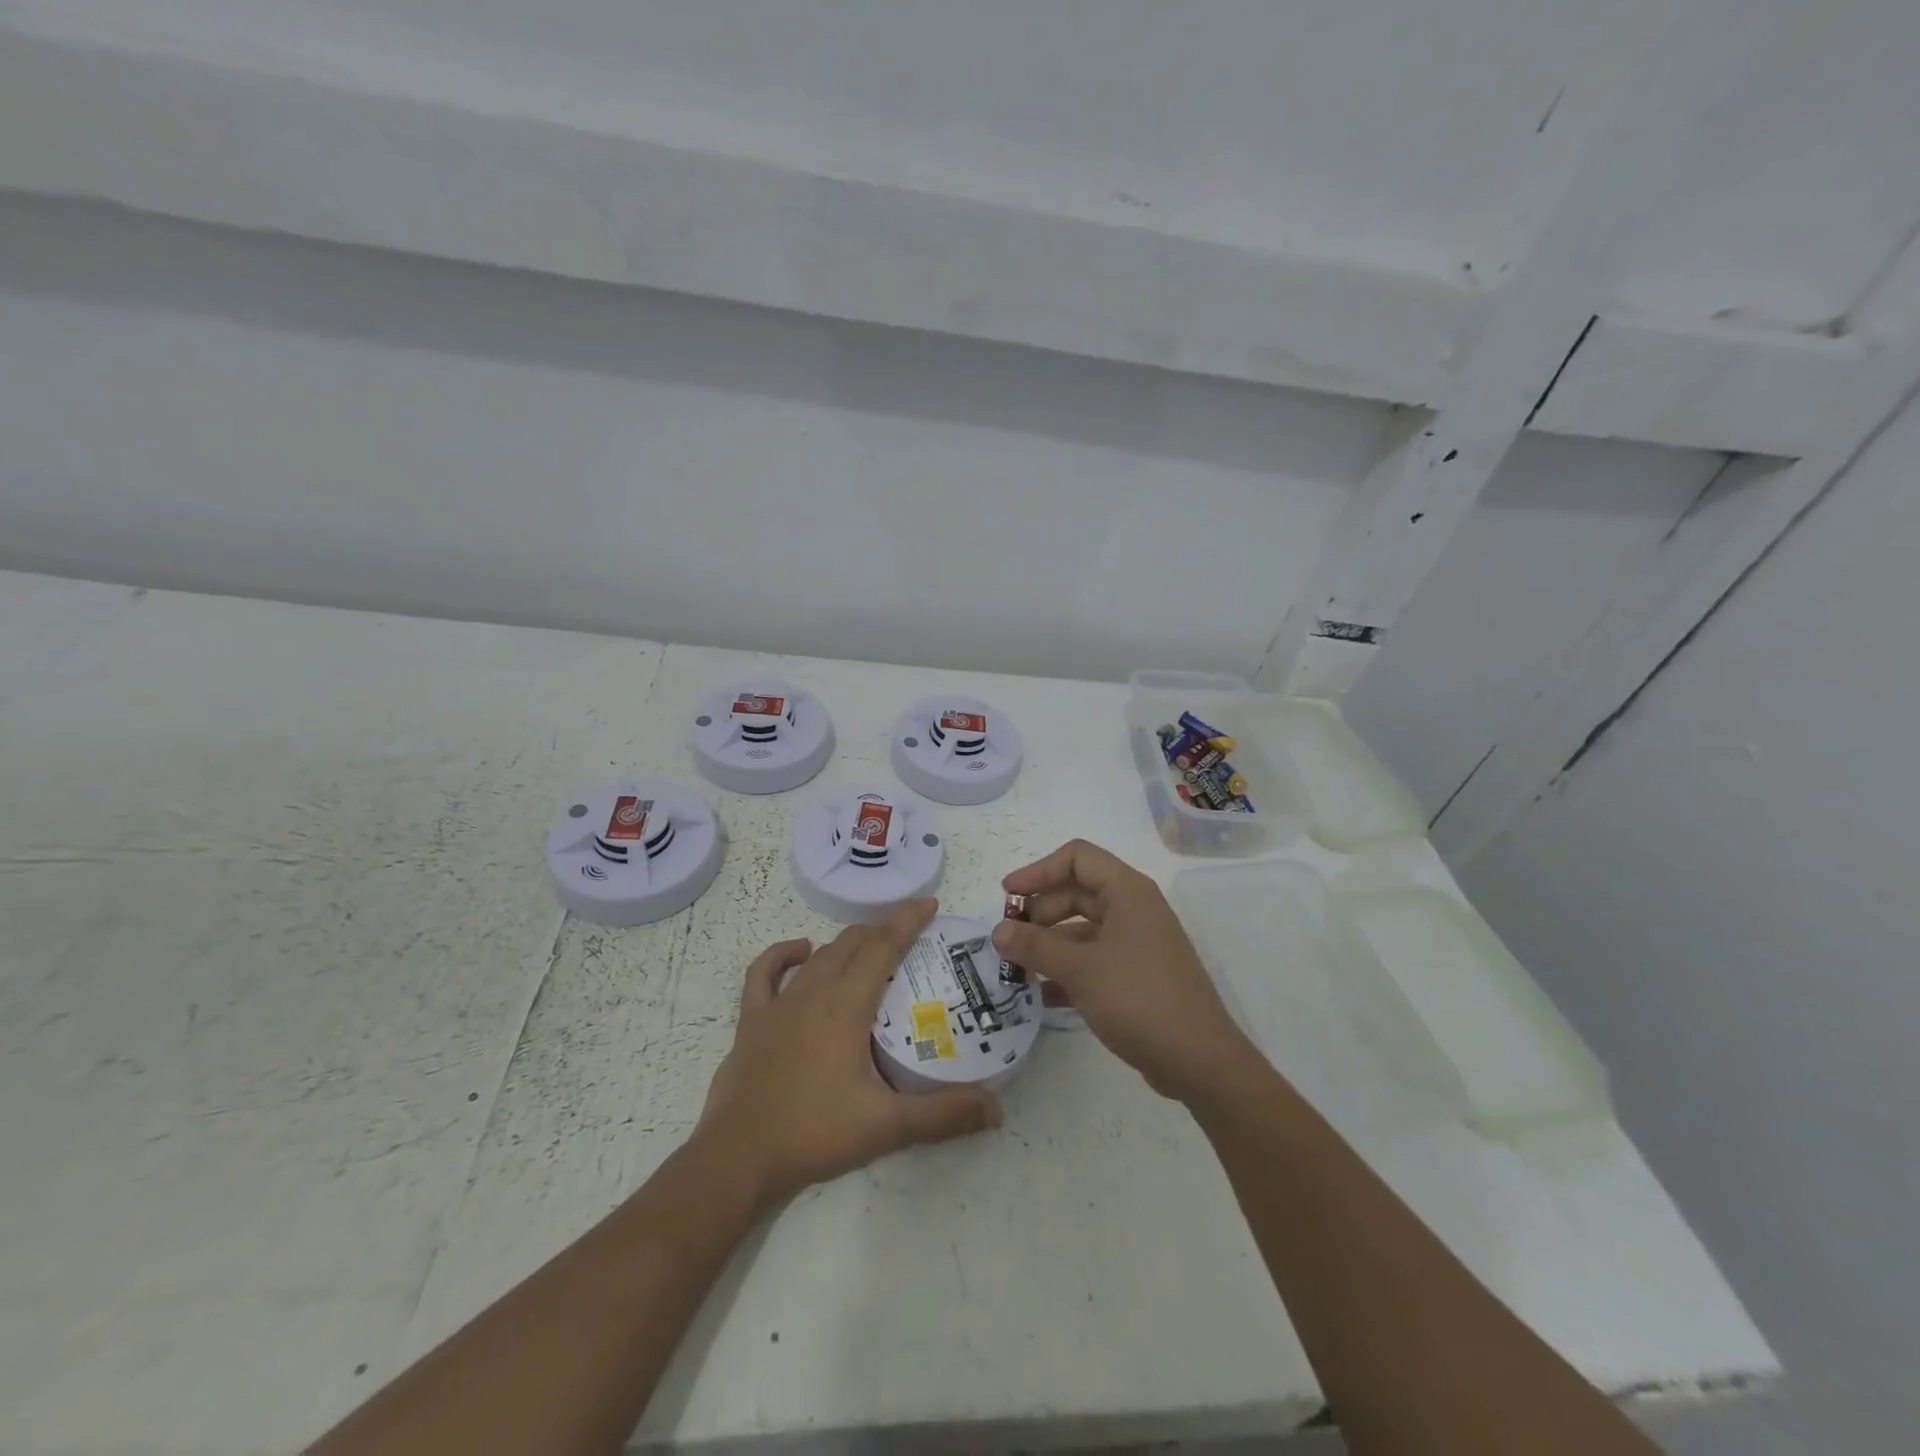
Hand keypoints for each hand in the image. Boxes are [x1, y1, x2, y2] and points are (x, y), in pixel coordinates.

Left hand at [696, 899, 1001, 1206]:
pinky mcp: (752, 1021)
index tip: (929, 903)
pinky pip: (765, 973)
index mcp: (846, 1006)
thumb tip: (996, 1109)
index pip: (883, 947)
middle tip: (910, 933)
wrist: (738, 1158)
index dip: (907, 921)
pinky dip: (783, 955)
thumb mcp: (887, 1126)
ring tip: (870, 944)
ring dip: (847, 943)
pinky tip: (800, 951)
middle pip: (852, 944)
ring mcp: (779, 1004)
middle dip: (883, 929)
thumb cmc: (814, 1134)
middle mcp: (813, 993)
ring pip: (819, 956)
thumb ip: (943, 1115)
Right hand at [993, 840, 1252, 1101]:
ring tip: (1018, 970)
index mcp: (1128, 892)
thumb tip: (997, 931)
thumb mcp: (1080, 970)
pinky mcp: (1138, 974)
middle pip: (1077, 892)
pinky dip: (1068, 970)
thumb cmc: (1139, 999)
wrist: (1199, 1061)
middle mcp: (1134, 909)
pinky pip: (1094, 959)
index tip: (1008, 897)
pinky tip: (1043, 996)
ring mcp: (1138, 943)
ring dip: (1050, 945)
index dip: (1038, 871)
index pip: (1077, 858)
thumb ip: (1035, 946)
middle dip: (1040, 912)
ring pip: (1083, 929)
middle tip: (1009, 939)